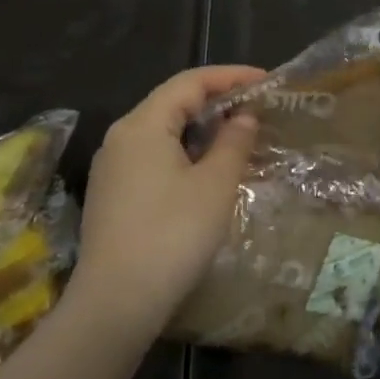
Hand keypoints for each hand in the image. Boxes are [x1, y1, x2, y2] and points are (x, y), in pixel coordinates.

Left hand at [70, 65, 264, 330]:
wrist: (117, 302)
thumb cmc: (173, 234)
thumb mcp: (216, 184)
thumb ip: (234, 142)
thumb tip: (243, 117)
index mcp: (143, 125)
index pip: (190, 82)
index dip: (231, 76)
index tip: (267, 81)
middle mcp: (121, 137)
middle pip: (173, 102)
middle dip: (217, 99)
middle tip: (258, 107)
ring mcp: (113, 167)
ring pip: (163, 130)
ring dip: (202, 127)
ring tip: (240, 135)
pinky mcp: (114, 194)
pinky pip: (154, 155)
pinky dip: (186, 150)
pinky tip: (209, 168)